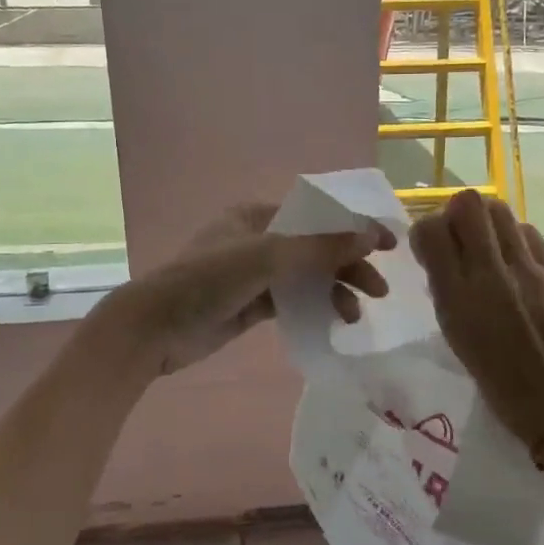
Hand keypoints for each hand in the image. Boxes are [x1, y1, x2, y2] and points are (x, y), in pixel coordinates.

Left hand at [103, 202, 393, 376]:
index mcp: (256, 215)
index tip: (389, 244)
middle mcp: (257, 239)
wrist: (154, 329)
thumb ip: (320, 247)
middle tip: (379, 290)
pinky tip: (335, 321)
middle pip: (315, 248)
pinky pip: (293, 300)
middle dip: (348, 265)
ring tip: (354, 315)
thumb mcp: (266, 257)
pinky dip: (315, 307)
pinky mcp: (251, 304)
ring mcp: (253, 273)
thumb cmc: (207, 281)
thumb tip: (371, 235)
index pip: (316, 216)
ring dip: (333, 290)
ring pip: (306, 277)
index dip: (353, 228)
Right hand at [409, 190, 543, 446]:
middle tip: (459, 238)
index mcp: (459, 298)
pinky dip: (513, 237)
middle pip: (469, 203)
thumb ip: (444, 287)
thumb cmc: (498, 381)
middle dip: (456, 214)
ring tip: (487, 247)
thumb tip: (439, 249)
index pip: (431, 229)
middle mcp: (492, 274)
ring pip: (500, 209)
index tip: (430, 248)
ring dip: (486, 221)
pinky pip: (527, 232)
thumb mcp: (454, 334)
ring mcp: (530, 269)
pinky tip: (515, 261)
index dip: (426, 231)